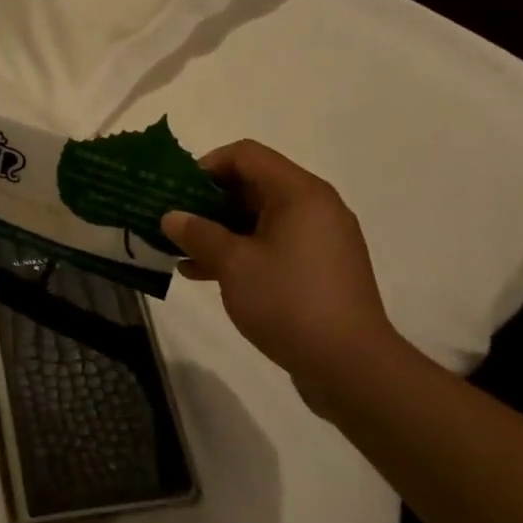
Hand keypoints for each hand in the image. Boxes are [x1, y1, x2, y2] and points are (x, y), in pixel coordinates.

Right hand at [161, 140, 403, 414]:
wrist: (351, 367)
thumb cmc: (289, 301)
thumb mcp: (233, 264)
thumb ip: (198, 234)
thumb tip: (171, 217)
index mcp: (299, 193)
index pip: (246, 155)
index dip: (207, 165)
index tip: (178, 191)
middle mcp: (315, 207)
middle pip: (253, 185)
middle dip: (208, 201)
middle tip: (174, 220)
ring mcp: (320, 240)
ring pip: (260, 218)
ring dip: (220, 230)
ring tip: (181, 250)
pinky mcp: (319, 269)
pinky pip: (273, 245)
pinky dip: (241, 251)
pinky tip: (205, 273)